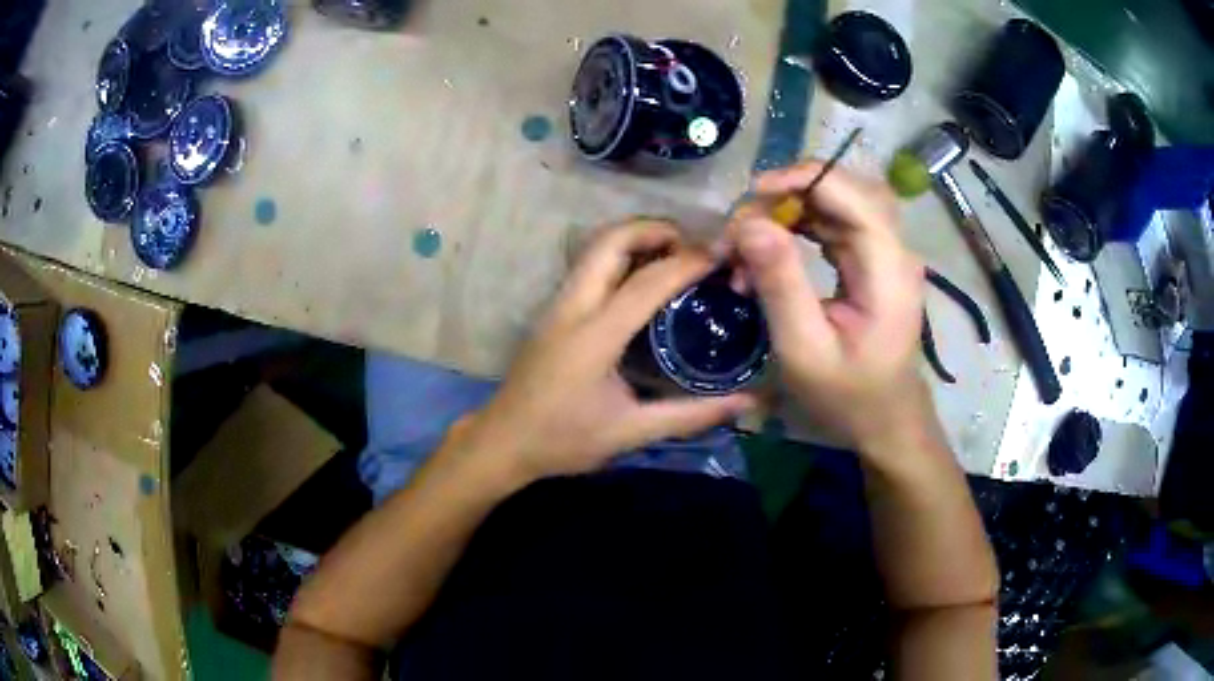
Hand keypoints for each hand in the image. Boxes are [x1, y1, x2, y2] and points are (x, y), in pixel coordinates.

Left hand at [453, 220, 755, 482]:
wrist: (503, 442)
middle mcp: (573, 307)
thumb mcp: (630, 432)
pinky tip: (645, 280)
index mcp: (594, 335)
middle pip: (610, 241)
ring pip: (596, 248)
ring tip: (677, 254)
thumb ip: (690, 415)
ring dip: (636, 239)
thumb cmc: (563, 440)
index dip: (688, 261)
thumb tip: (745, 402)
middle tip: (695, 245)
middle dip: (655, 230)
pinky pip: (590, 266)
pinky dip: (621, 256)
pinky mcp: (553, 311)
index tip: (723, 254)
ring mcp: (558, 305)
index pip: (647, 280)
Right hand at [722, 162, 928, 452]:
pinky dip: (798, 227)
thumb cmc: (848, 396)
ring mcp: (885, 253)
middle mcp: (893, 249)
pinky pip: (833, 223)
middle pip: (844, 188)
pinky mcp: (872, 260)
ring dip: (789, 210)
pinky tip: (771, 251)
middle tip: (746, 226)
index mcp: (888, 268)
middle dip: (790, 193)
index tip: (752, 198)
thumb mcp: (805, 349)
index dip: (802, 179)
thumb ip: (781, 284)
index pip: (851, 193)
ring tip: (750, 244)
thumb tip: (750, 224)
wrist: (886, 421)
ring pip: (836, 201)